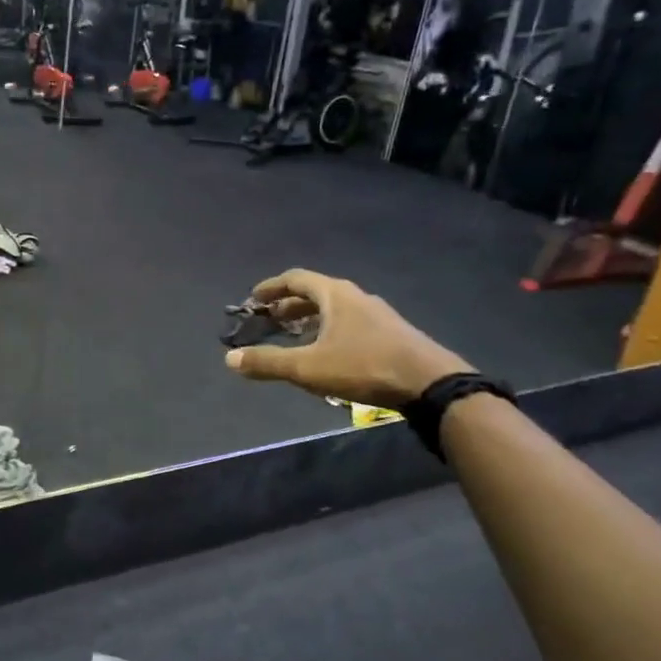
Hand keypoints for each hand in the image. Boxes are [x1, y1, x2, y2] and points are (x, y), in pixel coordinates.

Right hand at [224, 269, 472, 406]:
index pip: (296, 278)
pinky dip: (331, 328)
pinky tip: (330, 351)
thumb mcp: (309, 368)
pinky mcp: (391, 332)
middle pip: (316, 291)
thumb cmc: (364, 366)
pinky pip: (351, 321)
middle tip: (270, 319)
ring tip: (296, 335)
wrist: (429, 382)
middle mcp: (355, 296)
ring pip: (335, 308)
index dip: (271, 287)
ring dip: (311, 317)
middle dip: (289, 303)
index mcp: (334, 294)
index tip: (254, 298)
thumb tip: (230, 359)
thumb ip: (268, 362)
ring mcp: (377, 313)